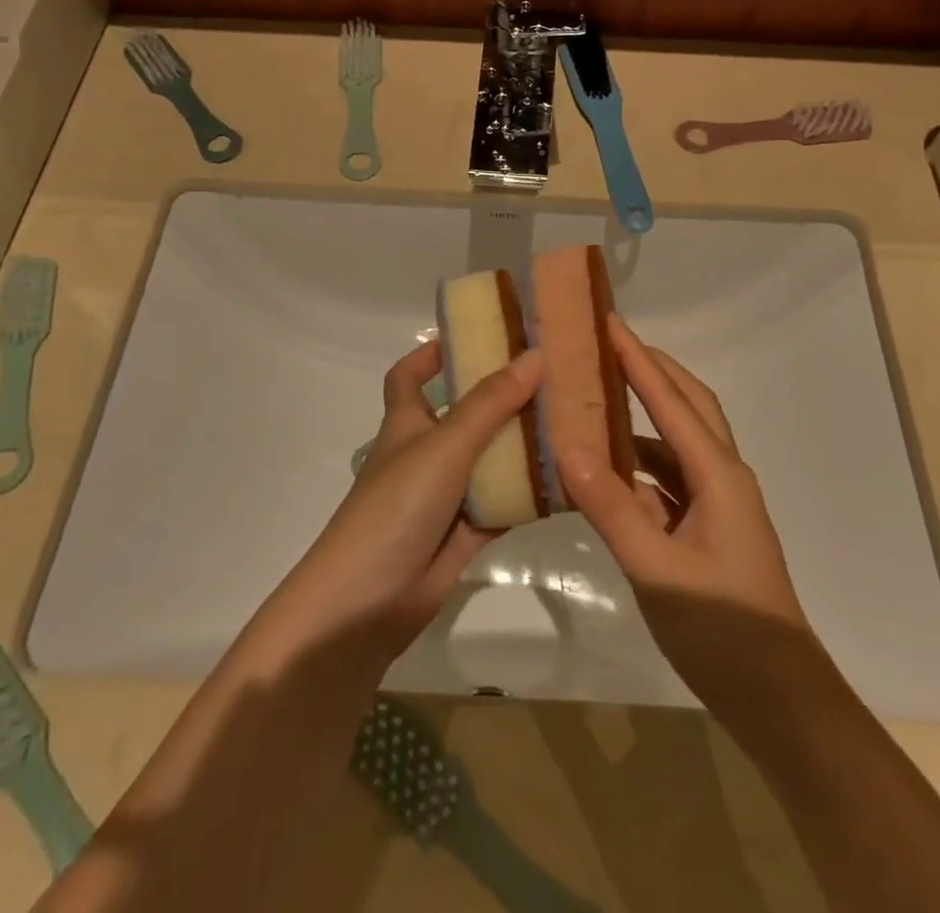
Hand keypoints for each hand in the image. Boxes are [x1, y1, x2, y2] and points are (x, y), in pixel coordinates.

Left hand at [241, 341, 539, 677]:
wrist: (367, 603)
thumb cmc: (396, 506)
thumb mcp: (443, 444)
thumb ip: (490, 403)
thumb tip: (535, 356)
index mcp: (406, 423)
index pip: (410, 376)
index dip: (433, 354)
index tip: (474, 336)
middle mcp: (426, 453)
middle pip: (465, 414)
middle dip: (500, 396)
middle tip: (550, 375)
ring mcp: (446, 495)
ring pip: (490, 459)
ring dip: (522, 444)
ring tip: (572, 419)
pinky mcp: (466, 533)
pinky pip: (504, 503)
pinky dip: (530, 493)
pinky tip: (569, 478)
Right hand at [556, 316, 821, 711]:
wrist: (780, 701)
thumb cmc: (723, 630)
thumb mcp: (657, 569)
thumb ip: (612, 508)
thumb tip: (568, 449)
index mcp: (718, 474)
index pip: (671, 400)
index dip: (638, 359)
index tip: (609, 322)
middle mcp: (723, 477)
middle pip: (688, 406)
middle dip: (651, 371)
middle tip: (608, 345)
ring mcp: (719, 505)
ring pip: (678, 444)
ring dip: (643, 419)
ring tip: (598, 402)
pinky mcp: (710, 530)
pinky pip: (670, 480)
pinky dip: (640, 467)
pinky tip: (608, 474)